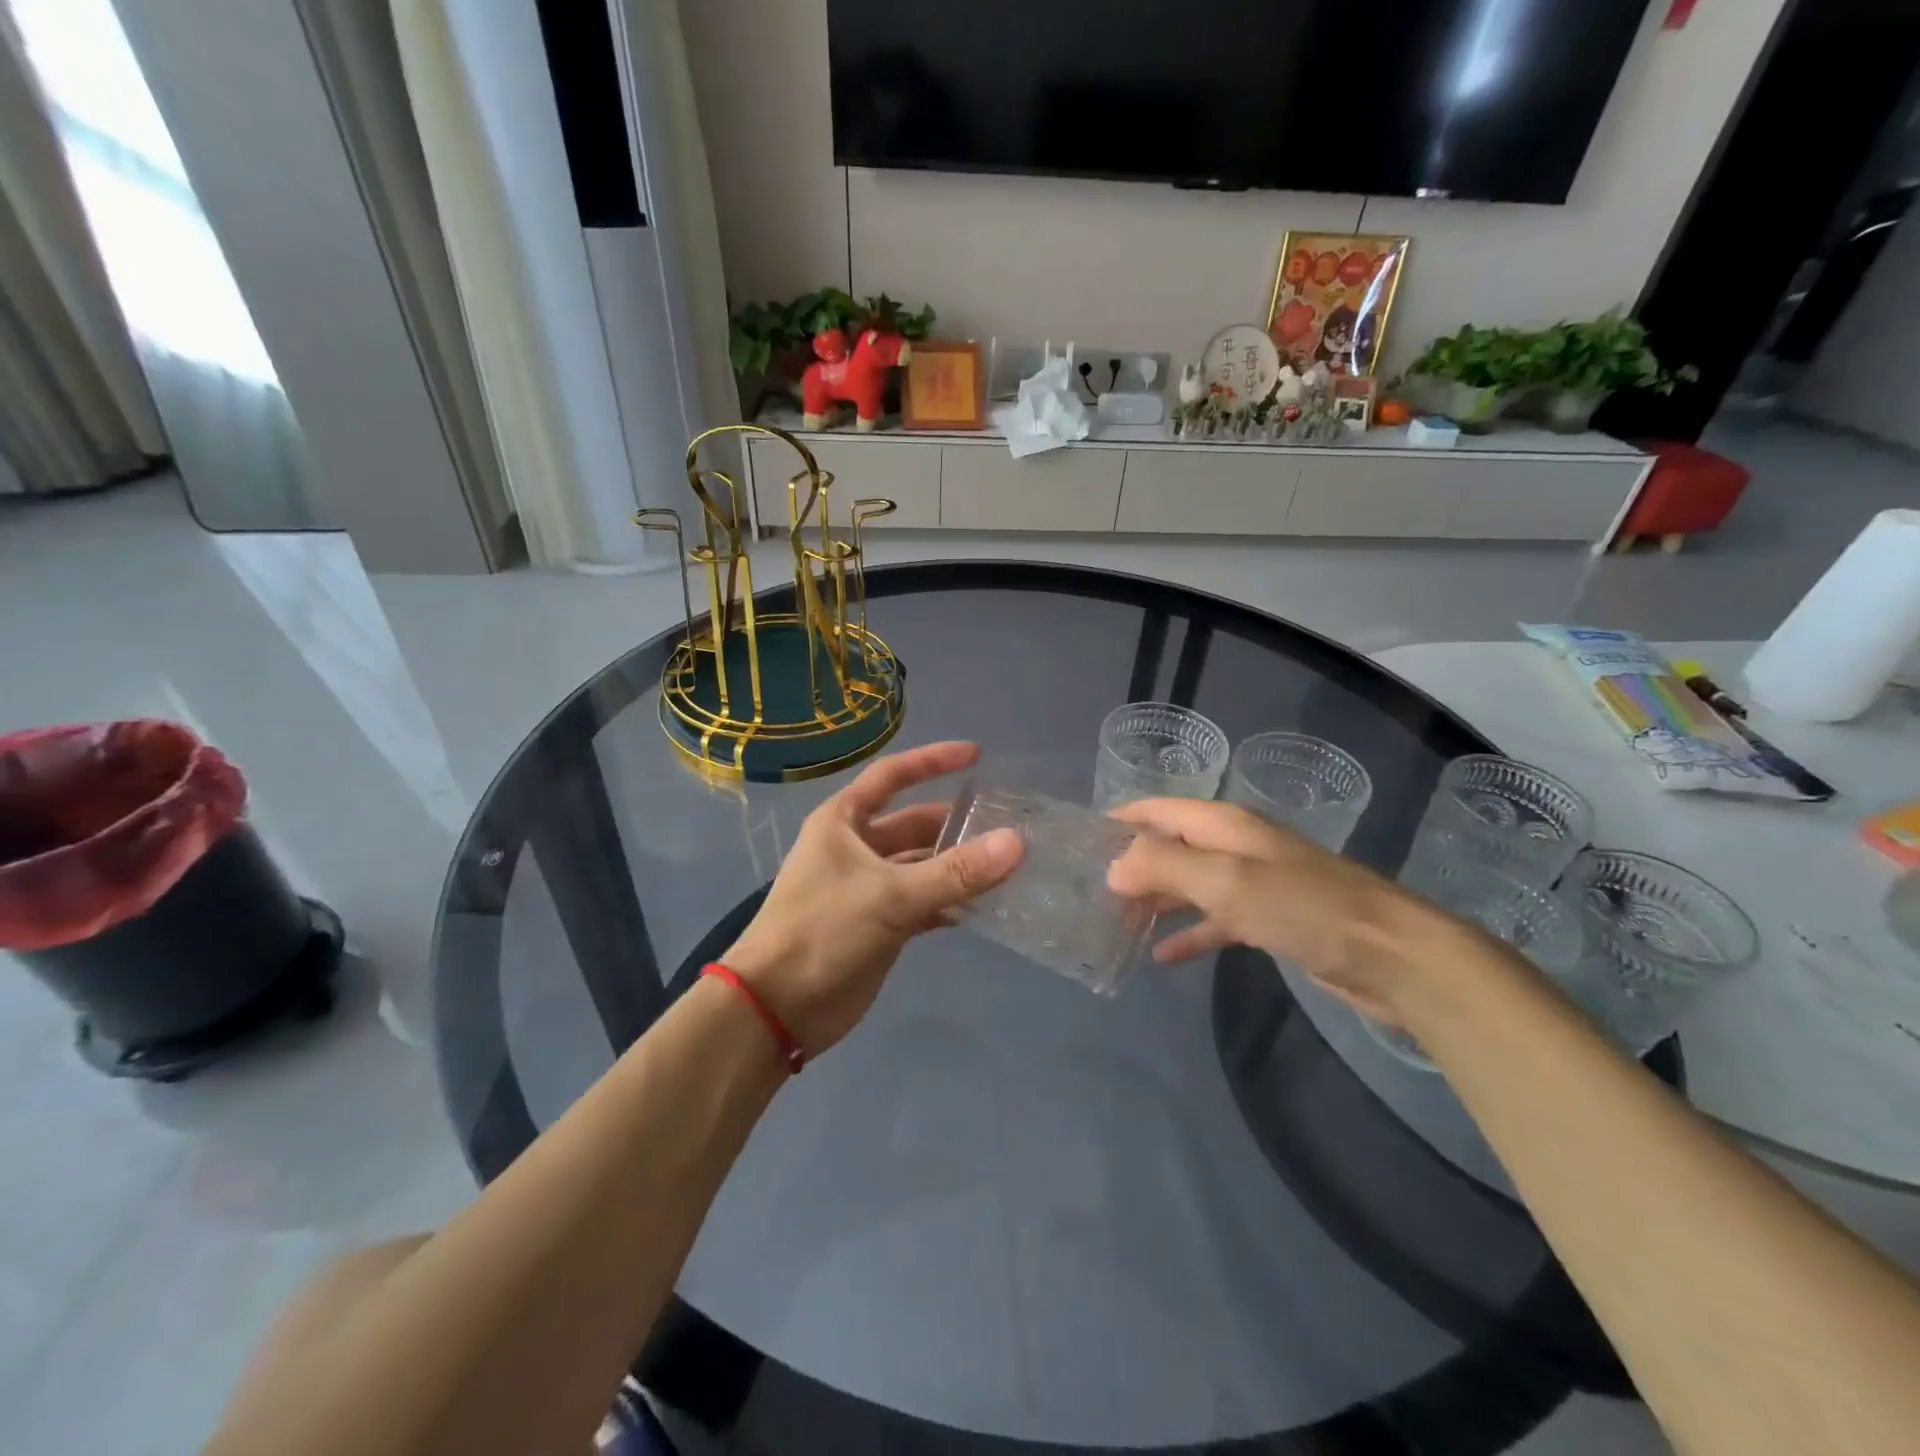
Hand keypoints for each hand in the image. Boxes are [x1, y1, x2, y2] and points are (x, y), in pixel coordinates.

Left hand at [722, 742, 1023, 1056]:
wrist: (776, 1008)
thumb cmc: (823, 932)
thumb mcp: (890, 897)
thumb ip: (956, 872)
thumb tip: (1017, 842)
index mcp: (844, 822)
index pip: (893, 776)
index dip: (933, 761)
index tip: (977, 755)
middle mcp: (855, 847)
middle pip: (913, 824)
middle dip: (955, 825)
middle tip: (1007, 827)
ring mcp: (866, 887)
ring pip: (920, 866)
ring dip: (956, 867)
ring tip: (1006, 867)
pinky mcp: (877, 925)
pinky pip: (921, 903)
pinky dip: (947, 904)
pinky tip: (981, 909)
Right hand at [1105, 798, 1479, 1027]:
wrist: (1392, 956)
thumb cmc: (1302, 907)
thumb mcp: (1225, 881)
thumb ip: (1164, 866)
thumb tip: (1113, 866)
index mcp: (1224, 825)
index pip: (1160, 810)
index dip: (1122, 820)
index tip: (1081, 840)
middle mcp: (1236, 847)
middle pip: (1172, 847)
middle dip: (1133, 865)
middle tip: (1090, 890)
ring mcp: (1255, 884)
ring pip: (1191, 885)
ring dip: (1156, 900)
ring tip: (1115, 921)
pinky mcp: (1271, 921)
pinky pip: (1216, 921)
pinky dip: (1190, 934)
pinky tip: (1163, 956)